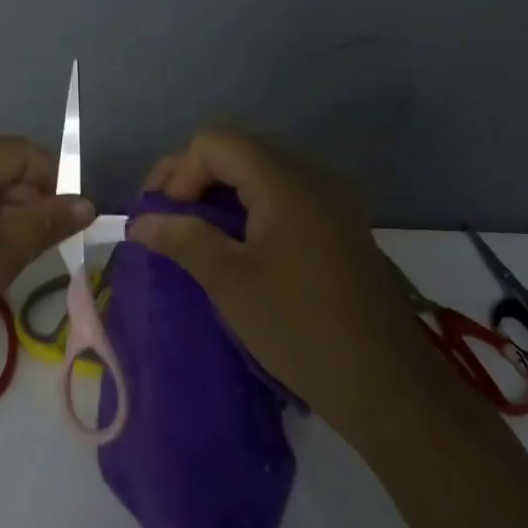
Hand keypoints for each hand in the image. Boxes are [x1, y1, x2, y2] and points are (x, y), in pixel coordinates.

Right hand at [129, 128, 427, 419]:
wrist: (388, 384)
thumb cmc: (300, 326)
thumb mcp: (230, 281)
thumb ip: (183, 238)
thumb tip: (139, 221)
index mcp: (285, 181)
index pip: (215, 143)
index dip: (179, 172)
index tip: (163, 218)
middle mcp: (312, 178)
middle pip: (237, 152)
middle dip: (192, 179)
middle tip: (164, 219)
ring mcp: (331, 202)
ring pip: (259, 174)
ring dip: (219, 196)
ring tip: (192, 234)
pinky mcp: (339, 228)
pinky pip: (282, 198)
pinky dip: (247, 211)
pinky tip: (233, 246)